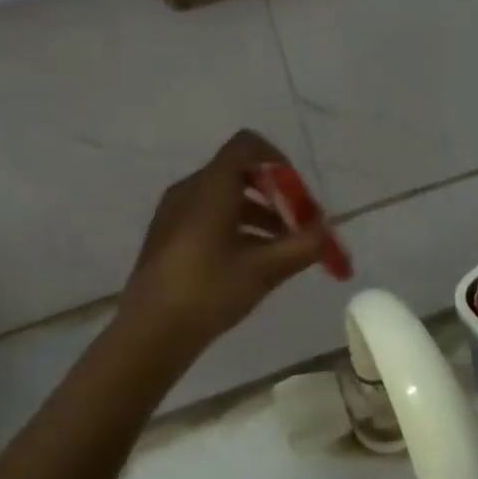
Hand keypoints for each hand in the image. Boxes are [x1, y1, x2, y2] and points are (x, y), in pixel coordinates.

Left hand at [119, 131, 333, 355]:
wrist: (150, 333)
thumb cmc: (209, 291)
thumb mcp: (266, 269)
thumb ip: (304, 245)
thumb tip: (327, 232)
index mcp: (211, 187)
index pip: (247, 145)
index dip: (279, 161)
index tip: (299, 193)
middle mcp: (190, 190)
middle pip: (240, 172)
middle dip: (275, 194)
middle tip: (298, 223)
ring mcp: (175, 213)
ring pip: (225, 197)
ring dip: (259, 214)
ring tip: (283, 248)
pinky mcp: (169, 236)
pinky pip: (209, 215)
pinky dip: (237, 226)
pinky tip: (252, 261)